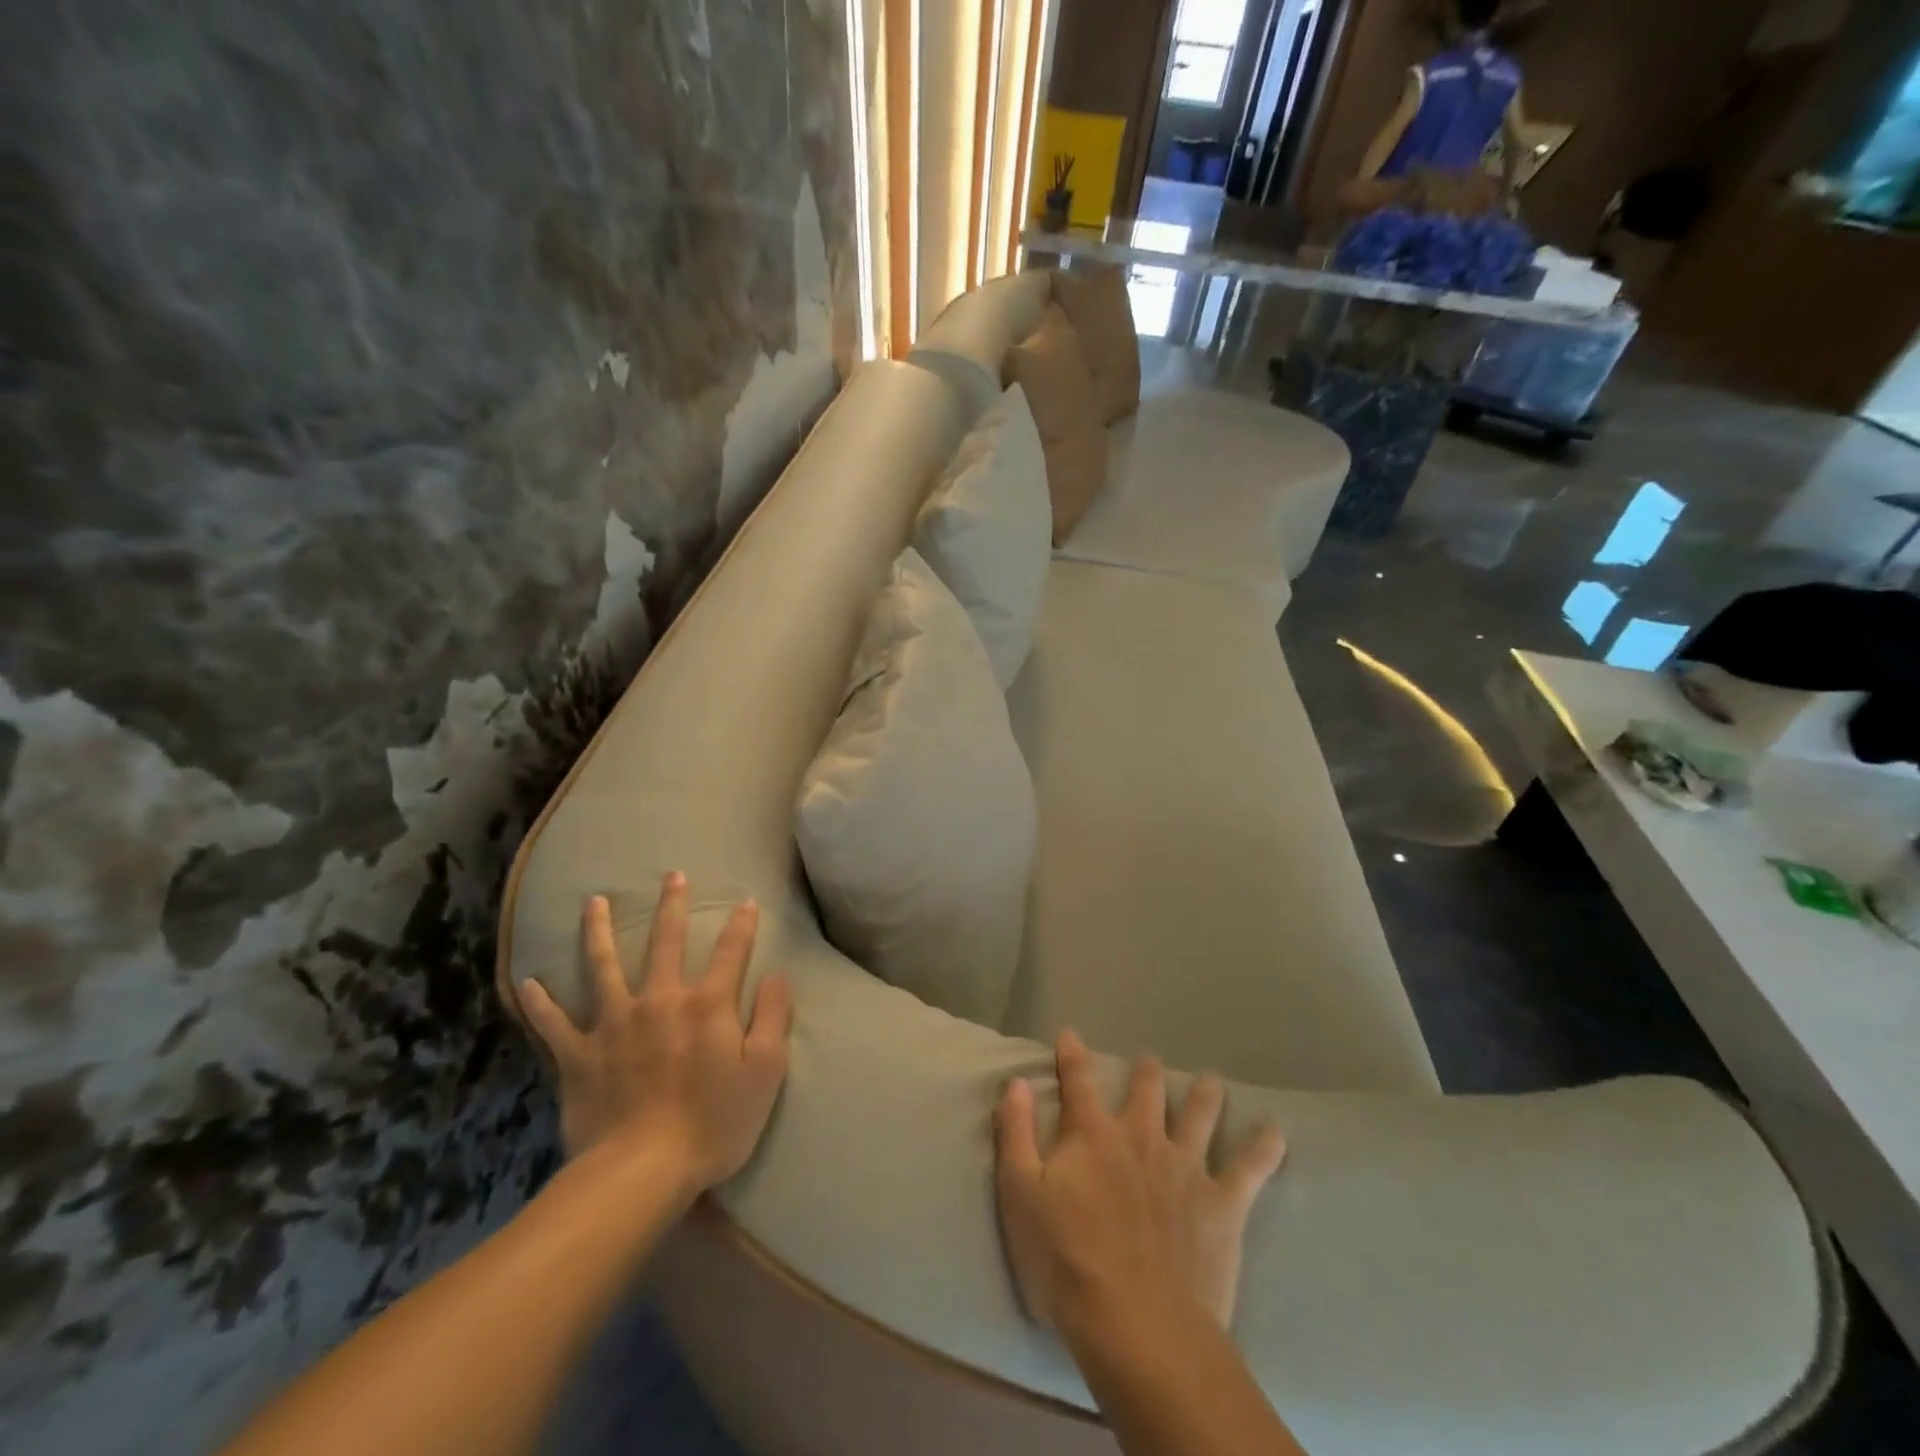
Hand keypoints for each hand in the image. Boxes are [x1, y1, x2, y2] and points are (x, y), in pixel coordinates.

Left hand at [517, 874, 793, 1194]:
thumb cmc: (713, 1123)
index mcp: (707, 1004)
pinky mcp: (578, 1055)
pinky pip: (554, 1024)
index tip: (746, 901)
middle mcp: (660, 1000)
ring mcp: (614, 1024)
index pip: (732, 950)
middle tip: (673, 876)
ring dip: (599, 930)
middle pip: (667, 942)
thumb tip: (778, 974)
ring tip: (594, 901)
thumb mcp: (766, 1071)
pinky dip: (540, 1004)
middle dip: (673, 906)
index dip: (742, 924)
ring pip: (603, 965)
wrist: (641, 1172)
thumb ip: (774, 1016)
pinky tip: (529, 983)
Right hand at [994, 1030, 1285, 1333]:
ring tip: (1211, 1081)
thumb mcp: (1020, 1196)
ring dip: (1205, 1093)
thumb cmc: (1067, 1262)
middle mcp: (1141, 1137)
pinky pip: (1250, 1167)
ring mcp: (1186, 1167)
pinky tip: (1276, 1132)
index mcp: (1092, 1135)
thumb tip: (1015, 1082)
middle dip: (1147, 1072)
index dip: (1072, 1054)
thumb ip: (1016, 1133)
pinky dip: (1264, 1146)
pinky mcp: (1222, 1204)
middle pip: (1147, 1090)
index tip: (1070, 1034)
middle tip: (1149, 1062)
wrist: (1138, 1325)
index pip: (1077, 1081)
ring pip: (1200, 1114)